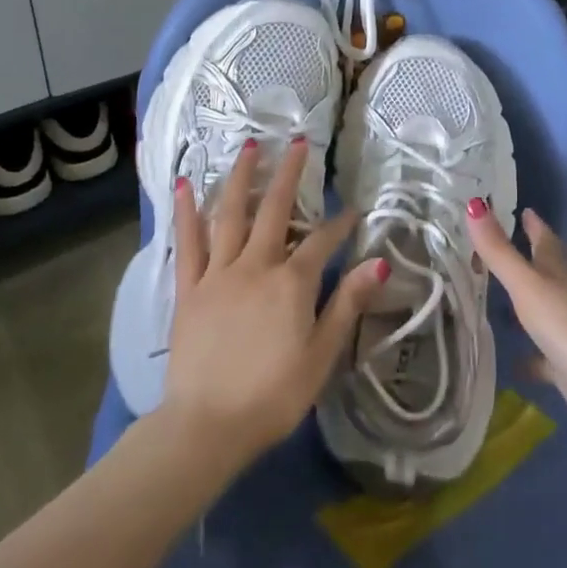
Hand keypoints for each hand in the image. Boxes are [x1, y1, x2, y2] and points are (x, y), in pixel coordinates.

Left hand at [162, 137, 383, 466]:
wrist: (206, 426)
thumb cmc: (273, 396)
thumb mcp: (322, 355)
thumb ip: (348, 304)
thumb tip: (380, 263)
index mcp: (291, 283)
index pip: (322, 242)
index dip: (339, 224)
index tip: (352, 209)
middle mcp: (255, 266)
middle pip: (275, 210)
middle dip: (290, 174)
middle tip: (298, 141)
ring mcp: (218, 273)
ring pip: (231, 215)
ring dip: (242, 178)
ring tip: (249, 146)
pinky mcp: (189, 289)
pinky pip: (187, 243)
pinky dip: (187, 211)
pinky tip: (186, 184)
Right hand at [466, 202, 566, 442]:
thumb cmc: (566, 324)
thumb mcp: (526, 284)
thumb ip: (498, 250)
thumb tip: (474, 204)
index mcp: (556, 273)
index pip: (544, 240)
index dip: (534, 224)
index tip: (523, 209)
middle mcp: (563, 297)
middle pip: (544, 272)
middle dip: (526, 258)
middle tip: (497, 249)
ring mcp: (566, 331)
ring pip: (541, 311)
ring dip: (523, 305)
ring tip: (493, 299)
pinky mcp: (565, 364)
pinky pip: (541, 356)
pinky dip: (528, 355)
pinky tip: (509, 361)